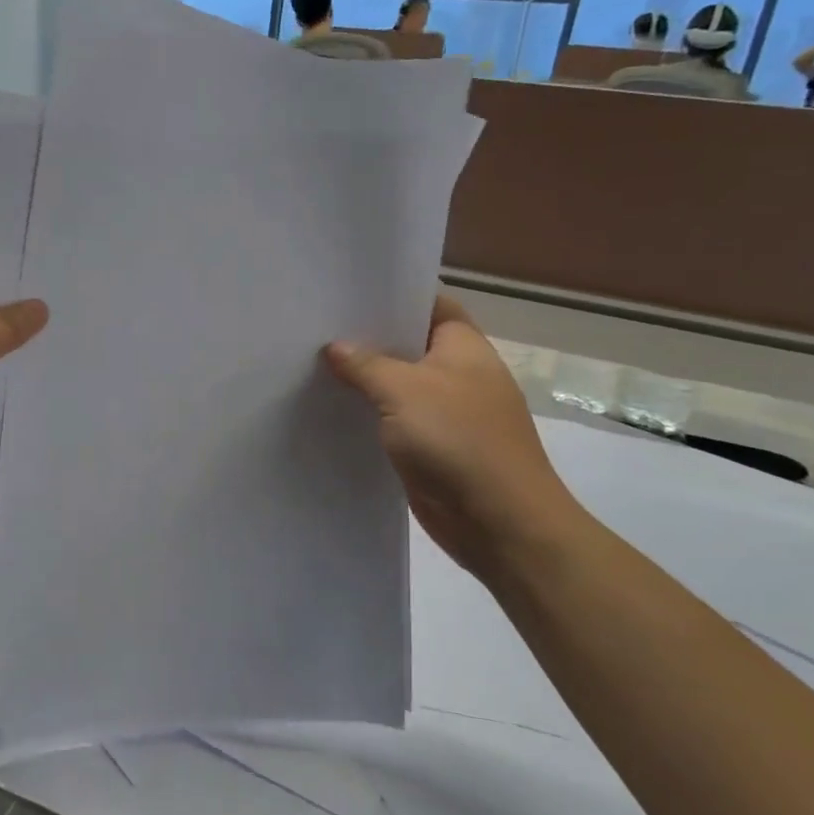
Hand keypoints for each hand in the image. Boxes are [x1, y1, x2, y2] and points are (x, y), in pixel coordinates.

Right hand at [325, 297, 584, 584]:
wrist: (499, 522)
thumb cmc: (458, 440)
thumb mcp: (403, 391)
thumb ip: (366, 364)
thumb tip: (335, 347)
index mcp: (464, 347)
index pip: (430, 304)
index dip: (394, 295)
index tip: (349, 292)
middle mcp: (458, 374)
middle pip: (410, 344)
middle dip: (370, 338)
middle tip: (318, 326)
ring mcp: (447, 413)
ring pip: (399, 385)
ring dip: (366, 380)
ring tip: (314, 363)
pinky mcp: (433, 447)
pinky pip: (396, 421)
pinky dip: (371, 415)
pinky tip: (333, 409)